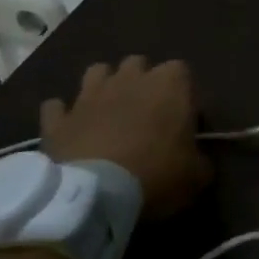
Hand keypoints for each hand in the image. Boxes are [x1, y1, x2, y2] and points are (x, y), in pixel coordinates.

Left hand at [39, 57, 209, 216]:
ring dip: (104, 86)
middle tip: (147, 112)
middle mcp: (129, 80)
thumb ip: (200, 160)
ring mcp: (89, 96)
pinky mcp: (58, 119)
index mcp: (169, 85)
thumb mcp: (197, 175)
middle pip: (138, 63)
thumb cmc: (157, 175)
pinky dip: (64, 115)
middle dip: (142, 80)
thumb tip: (198, 161)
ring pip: (97, 72)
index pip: (182, 70)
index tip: (183, 117)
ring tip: (109, 111)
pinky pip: (57, 107)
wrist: (95, 195)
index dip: (182, 92)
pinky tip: (70, 129)